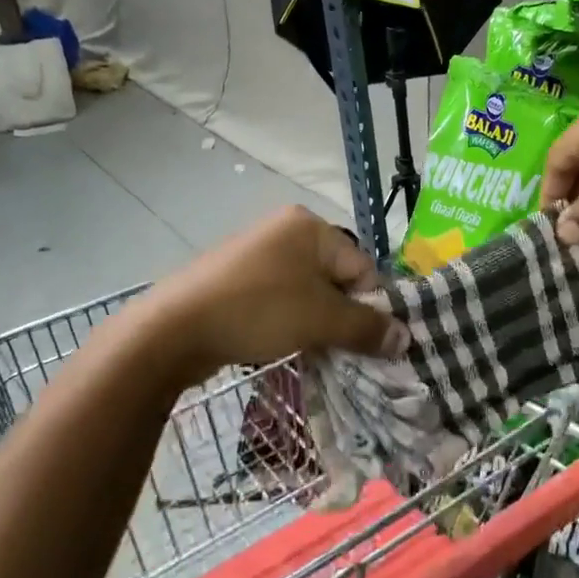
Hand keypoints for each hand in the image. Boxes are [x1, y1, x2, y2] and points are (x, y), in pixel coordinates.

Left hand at [139, 206, 407, 379]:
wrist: (172, 329)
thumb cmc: (258, 311)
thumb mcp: (321, 320)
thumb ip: (367, 328)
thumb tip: (406, 339)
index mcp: (311, 227)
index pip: (362, 267)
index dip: (370, 308)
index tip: (368, 343)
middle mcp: (285, 230)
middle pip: (336, 279)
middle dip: (342, 317)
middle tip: (340, 351)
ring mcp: (257, 253)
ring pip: (307, 292)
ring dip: (316, 324)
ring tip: (310, 351)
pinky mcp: (236, 278)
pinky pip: (280, 299)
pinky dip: (289, 322)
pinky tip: (281, 344)